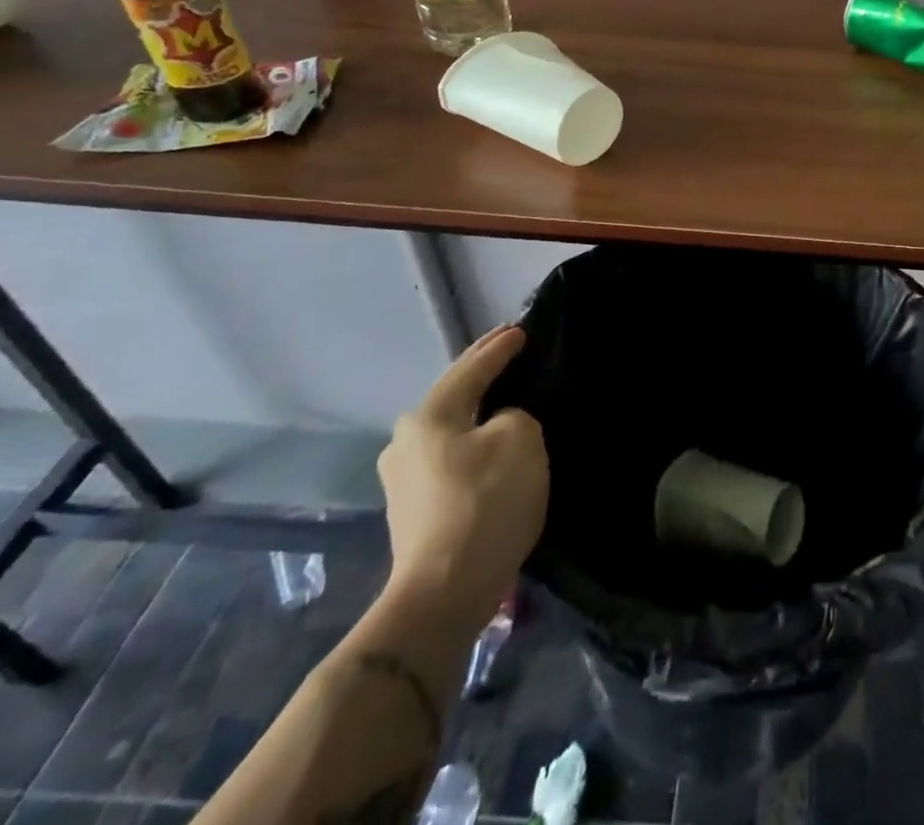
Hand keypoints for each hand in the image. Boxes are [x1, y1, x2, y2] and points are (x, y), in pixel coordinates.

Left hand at [377, 324, 547, 633]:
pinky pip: (448, 458)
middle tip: (508, 352)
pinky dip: (470, 442)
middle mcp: (405, 441)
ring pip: (449, 428)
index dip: (499, 348)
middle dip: (480, 373)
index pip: (472, 368)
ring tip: (501, 397)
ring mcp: (402, 479)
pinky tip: (487, 444)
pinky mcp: (411, 511)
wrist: (443, 593)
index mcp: (428, 416)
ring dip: (474, 410)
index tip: (520, 330)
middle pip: (453, 395)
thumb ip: (514, 416)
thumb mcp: (521, 439)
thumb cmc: (485, 503)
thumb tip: (497, 427)